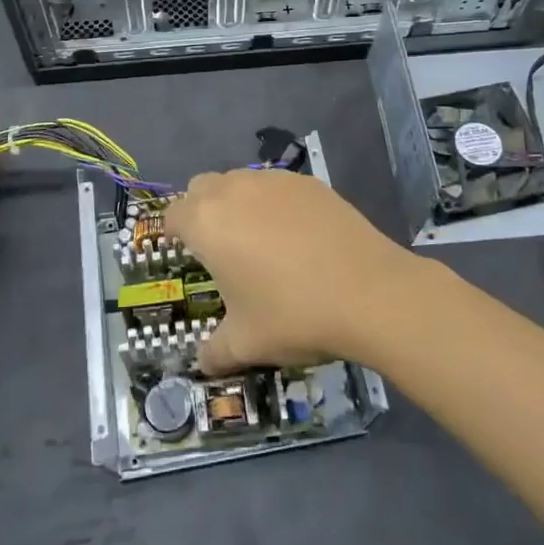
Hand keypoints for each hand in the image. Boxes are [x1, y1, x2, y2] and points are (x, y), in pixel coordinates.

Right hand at [166, 168, 425, 375]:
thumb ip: (214, 353)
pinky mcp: (310, 182)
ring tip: (260, 240)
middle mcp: (234, 190)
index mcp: (207, 223)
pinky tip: (298, 236)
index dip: (175, 233)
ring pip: (240, 180)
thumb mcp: (246, 344)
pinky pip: (277, 185)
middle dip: (202, 210)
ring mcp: (275, 181)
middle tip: (219, 247)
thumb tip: (203, 364)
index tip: (187, 254)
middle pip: (202, 187)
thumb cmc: (294, 315)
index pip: (173, 214)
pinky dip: (276, 203)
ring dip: (238, 203)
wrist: (370, 293)